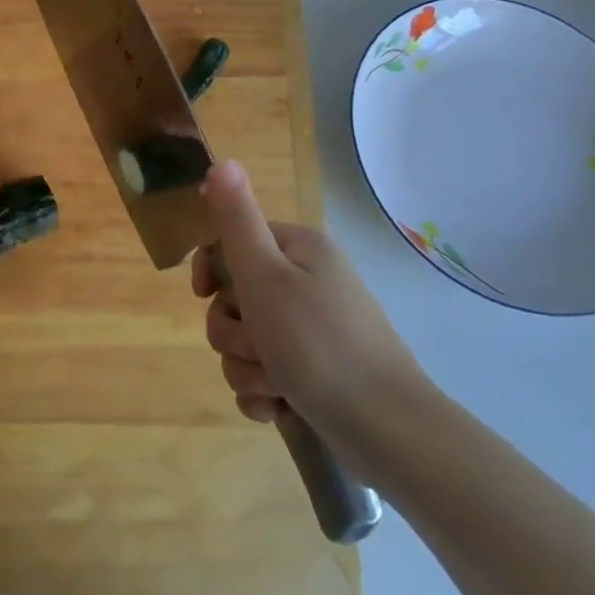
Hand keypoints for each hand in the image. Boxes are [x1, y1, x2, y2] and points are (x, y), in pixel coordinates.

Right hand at [191, 160, 429, 449]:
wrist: (389, 433)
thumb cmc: (319, 345)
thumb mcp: (266, 276)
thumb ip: (236, 220)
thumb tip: (220, 161)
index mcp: (298, 251)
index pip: (231, 242)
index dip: (210, 270)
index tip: (205, 294)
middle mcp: (306, 284)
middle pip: (233, 298)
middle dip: (232, 332)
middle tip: (257, 347)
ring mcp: (311, 332)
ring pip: (244, 341)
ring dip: (247, 367)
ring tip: (275, 385)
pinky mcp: (314, 374)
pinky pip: (263, 375)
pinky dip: (264, 392)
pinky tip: (279, 407)